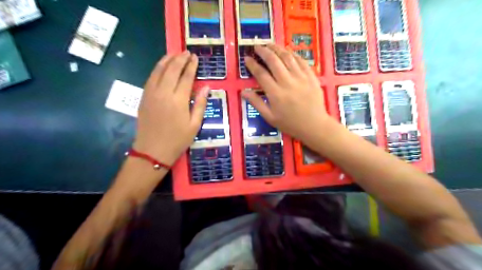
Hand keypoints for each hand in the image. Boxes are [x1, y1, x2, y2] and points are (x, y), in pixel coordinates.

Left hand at [133, 51, 208, 163]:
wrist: (152, 150)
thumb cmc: (177, 140)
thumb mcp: (194, 124)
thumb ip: (200, 104)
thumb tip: (206, 87)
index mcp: (178, 100)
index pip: (186, 77)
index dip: (191, 66)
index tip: (195, 57)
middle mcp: (164, 93)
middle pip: (172, 70)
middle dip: (180, 59)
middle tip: (186, 52)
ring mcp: (151, 93)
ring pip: (159, 70)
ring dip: (167, 60)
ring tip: (174, 53)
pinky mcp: (144, 97)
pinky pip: (151, 77)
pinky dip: (157, 68)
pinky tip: (162, 66)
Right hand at [241, 45, 331, 142]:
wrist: (314, 125)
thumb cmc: (290, 124)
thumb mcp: (270, 117)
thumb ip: (256, 103)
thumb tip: (243, 92)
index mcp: (275, 93)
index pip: (261, 74)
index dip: (253, 65)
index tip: (247, 58)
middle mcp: (287, 82)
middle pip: (274, 61)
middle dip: (264, 51)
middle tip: (257, 46)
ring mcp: (301, 78)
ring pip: (288, 57)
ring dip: (277, 49)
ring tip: (270, 44)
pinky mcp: (311, 77)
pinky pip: (301, 61)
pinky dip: (293, 54)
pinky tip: (287, 51)